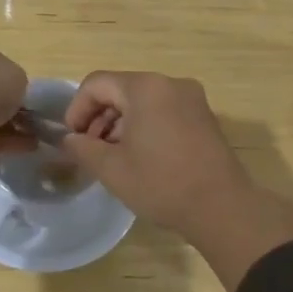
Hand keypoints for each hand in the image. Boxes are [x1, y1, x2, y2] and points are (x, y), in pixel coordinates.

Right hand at [60, 71, 292, 291]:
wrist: (222, 208)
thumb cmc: (161, 183)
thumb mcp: (111, 168)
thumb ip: (82, 147)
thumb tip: (70, 139)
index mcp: (145, 87)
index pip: (96, 84)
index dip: (77, 109)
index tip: (72, 139)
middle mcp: (170, 83)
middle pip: (120, 89)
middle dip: (99, 116)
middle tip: (90, 149)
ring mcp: (191, 98)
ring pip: (142, 100)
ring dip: (121, 122)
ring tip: (114, 156)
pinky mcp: (204, 116)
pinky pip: (163, 110)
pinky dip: (145, 125)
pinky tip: (141, 155)